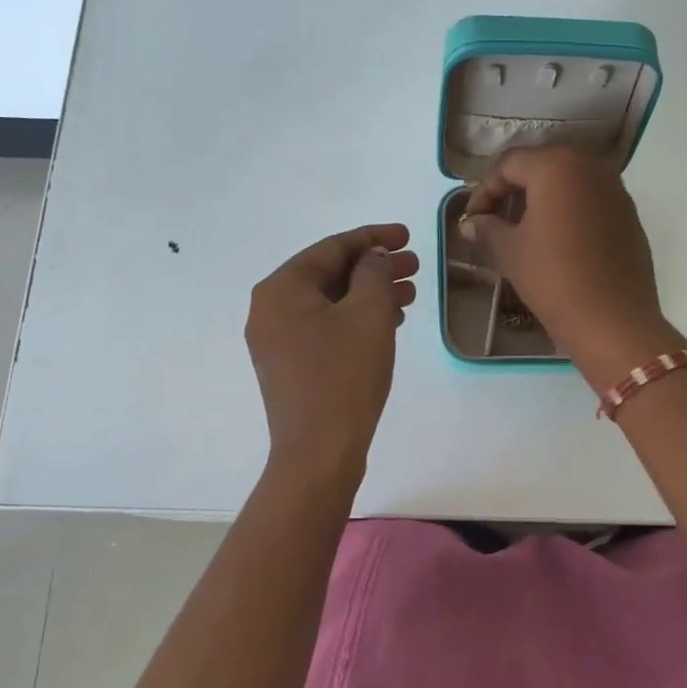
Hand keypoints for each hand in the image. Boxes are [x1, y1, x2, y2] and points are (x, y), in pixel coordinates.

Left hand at [246, 223, 417, 478]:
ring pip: (330, 302)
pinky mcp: (289, 366)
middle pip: (329, 274)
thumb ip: (374, 273)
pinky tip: (389, 322)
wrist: (318, 452)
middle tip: (415, 266)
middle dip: (374, 267)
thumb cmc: (344, 375)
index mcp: (282, 288)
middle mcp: (270, 308)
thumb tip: (373, 257)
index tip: (408, 236)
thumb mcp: (368, 314)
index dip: (374, 237)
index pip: (332, 247)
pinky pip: (325, 327)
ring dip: (369, 294)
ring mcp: (277, 340)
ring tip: (410, 294)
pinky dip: (356, 319)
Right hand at [459, 147, 679, 374]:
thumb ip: (487, 229)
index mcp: (557, 166)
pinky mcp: (629, 216)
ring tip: (522, 233)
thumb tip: (470, 223)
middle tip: (494, 221)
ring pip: (568, 185)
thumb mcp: (510, 252)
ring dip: (541, 202)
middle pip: (541, 168)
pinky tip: (556, 244)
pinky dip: (568, 214)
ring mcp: (615, 191)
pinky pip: (589, 203)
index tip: (472, 220)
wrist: (613, 322)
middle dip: (513, 192)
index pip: (509, 165)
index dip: (484, 190)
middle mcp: (590, 167)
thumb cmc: (553, 278)